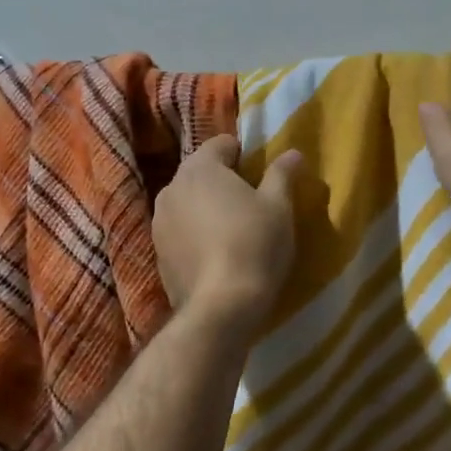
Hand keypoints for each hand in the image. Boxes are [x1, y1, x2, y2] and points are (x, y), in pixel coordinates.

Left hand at [153, 137, 301, 333]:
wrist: (220, 307)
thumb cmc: (255, 245)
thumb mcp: (279, 207)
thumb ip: (282, 175)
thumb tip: (293, 152)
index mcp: (199, 168)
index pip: (220, 143)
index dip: (243, 154)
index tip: (260, 174)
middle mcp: (171, 188)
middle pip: (200, 172)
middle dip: (223, 180)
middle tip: (251, 202)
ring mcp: (159, 222)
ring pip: (188, 202)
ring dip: (206, 207)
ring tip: (233, 229)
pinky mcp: (157, 253)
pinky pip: (180, 231)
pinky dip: (195, 234)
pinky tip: (216, 254)